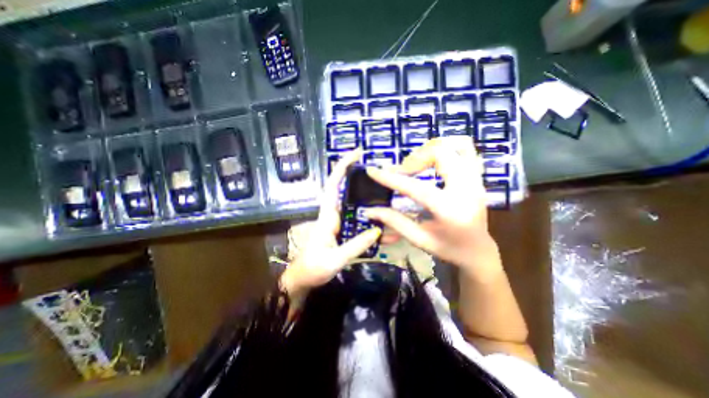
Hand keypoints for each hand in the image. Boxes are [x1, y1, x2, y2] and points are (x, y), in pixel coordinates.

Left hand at [281, 149, 382, 298]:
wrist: (304, 280)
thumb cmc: (313, 268)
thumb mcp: (334, 259)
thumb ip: (355, 245)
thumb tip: (377, 230)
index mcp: (328, 216)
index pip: (333, 185)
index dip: (342, 167)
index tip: (356, 154)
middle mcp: (334, 215)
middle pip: (348, 191)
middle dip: (362, 180)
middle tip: (383, 176)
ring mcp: (340, 223)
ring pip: (356, 206)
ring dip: (371, 202)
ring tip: (390, 200)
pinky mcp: (344, 232)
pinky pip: (359, 222)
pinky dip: (372, 222)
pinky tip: (387, 227)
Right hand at [363, 138, 499, 277]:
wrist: (478, 250)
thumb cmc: (448, 248)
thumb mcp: (419, 239)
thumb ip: (394, 221)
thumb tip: (369, 210)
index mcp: (451, 210)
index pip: (417, 187)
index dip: (392, 178)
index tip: (373, 171)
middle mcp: (467, 189)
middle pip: (440, 154)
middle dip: (414, 159)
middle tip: (401, 172)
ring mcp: (476, 179)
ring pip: (455, 145)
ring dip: (429, 151)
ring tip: (416, 165)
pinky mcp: (477, 176)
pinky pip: (465, 149)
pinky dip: (445, 150)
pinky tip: (433, 162)